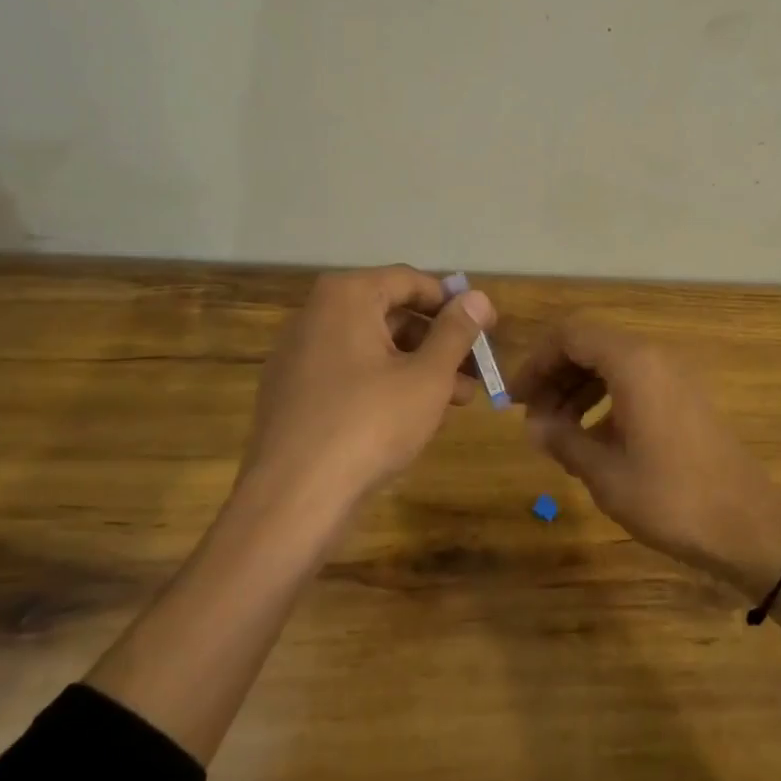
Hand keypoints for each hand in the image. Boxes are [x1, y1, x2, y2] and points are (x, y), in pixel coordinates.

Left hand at [239, 266, 496, 515]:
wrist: (293, 499)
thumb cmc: (370, 424)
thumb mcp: (427, 376)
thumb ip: (455, 332)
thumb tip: (477, 296)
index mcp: (347, 297)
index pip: (411, 281)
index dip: (454, 303)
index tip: (488, 327)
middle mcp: (317, 315)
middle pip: (391, 313)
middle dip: (439, 340)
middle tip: (476, 370)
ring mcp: (299, 355)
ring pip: (373, 347)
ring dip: (418, 366)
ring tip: (457, 400)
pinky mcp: (293, 392)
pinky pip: (349, 372)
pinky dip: (385, 383)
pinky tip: (414, 416)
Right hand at [512, 318, 780, 597]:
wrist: (748, 525)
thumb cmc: (671, 498)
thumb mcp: (605, 473)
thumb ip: (563, 439)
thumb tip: (532, 425)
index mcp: (633, 363)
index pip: (570, 335)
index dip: (536, 361)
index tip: (514, 398)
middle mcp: (655, 357)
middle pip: (591, 345)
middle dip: (555, 375)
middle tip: (531, 416)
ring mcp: (675, 375)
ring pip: (612, 363)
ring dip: (578, 388)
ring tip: (556, 429)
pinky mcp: (686, 396)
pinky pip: (635, 380)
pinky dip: (606, 398)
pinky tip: (593, 437)